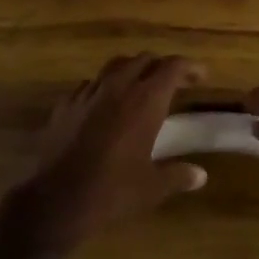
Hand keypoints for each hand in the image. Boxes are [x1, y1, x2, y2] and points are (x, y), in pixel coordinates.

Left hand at [11, 54, 208, 249]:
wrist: (58, 199)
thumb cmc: (113, 190)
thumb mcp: (153, 187)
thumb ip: (178, 176)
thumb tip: (200, 175)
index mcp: (145, 100)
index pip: (172, 67)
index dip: (189, 67)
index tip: (200, 76)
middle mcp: (118, 87)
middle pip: (143, 59)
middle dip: (161, 66)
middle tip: (172, 82)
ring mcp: (88, 93)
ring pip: (114, 66)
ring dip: (131, 70)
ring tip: (138, 86)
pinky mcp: (65, 105)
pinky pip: (89, 85)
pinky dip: (103, 87)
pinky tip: (103, 105)